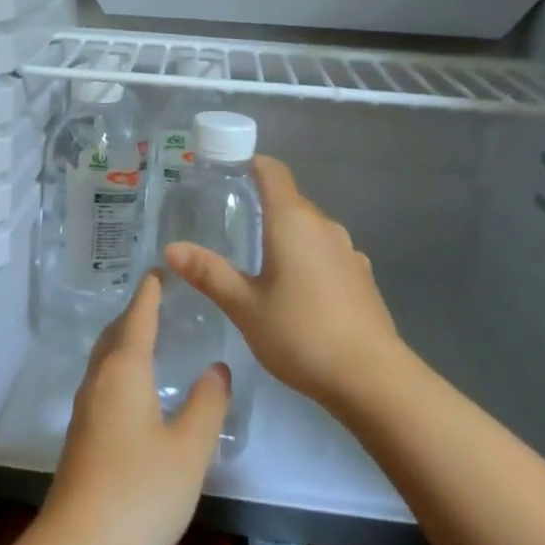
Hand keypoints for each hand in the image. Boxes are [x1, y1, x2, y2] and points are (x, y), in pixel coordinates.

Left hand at [38, 273, 230, 544]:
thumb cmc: (140, 493)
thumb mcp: (189, 450)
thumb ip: (207, 405)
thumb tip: (216, 367)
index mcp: (124, 372)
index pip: (138, 319)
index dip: (149, 294)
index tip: (158, 271)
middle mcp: (98, 382)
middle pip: (114, 335)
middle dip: (134, 313)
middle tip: (156, 299)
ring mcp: (84, 411)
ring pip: (104, 360)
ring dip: (123, 340)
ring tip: (146, 335)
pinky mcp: (81, 437)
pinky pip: (102, 383)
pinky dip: (119, 367)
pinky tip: (132, 389)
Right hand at [164, 155, 402, 410]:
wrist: (373, 379)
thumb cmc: (301, 334)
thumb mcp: (245, 307)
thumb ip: (209, 274)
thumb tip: (171, 248)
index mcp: (293, 222)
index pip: (273, 171)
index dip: (249, 164)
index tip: (224, 173)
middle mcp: (324, 226)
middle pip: (289, 201)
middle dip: (261, 206)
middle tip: (227, 226)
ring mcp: (348, 251)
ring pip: (309, 229)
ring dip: (285, 236)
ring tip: (258, 262)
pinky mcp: (362, 277)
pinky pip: (327, 253)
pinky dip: (307, 259)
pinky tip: (296, 291)